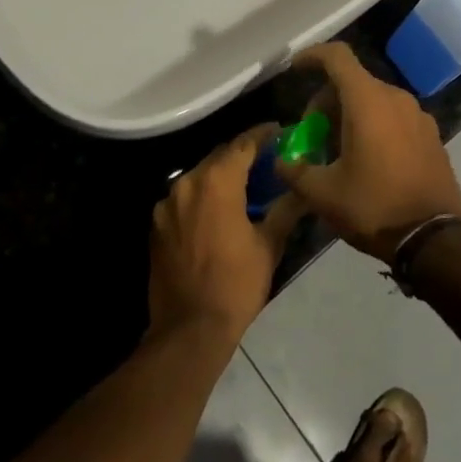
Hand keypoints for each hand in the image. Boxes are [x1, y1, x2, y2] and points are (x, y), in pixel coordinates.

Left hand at [149, 127, 305, 344]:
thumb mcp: (268, 245)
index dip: (263, 135)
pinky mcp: (156, 224)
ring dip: (220, 176)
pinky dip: (202, 197)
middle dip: (242, 155)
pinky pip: (184, 198)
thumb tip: (303, 189)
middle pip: (219, 157)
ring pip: (199, 177)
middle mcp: (187, 182)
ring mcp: (167, 203)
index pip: (243, 144)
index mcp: (216, 181)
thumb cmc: (236, 285)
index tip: (280, 131)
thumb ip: (285, 209)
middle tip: (266, 159)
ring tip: (243, 185)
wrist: (189, 329)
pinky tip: (217, 211)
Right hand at [278, 43, 460, 261]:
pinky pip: (394, 117)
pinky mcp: (432, 135)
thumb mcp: (322, 194)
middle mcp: (396, 98)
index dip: (312, 56)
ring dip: (350, 115)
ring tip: (337, 151)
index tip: (295, 68)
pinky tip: (367, 160)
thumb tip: (281, 161)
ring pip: (374, 100)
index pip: (337, 57)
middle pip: (353, 81)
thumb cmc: (374, 207)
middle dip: (326, 101)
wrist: (434, 240)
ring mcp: (418, 116)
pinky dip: (374, 126)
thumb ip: (294, 170)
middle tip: (312, 135)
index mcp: (367, 101)